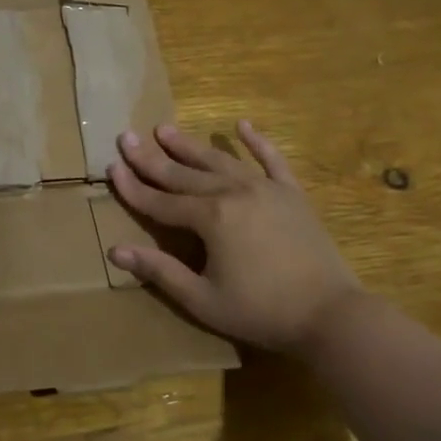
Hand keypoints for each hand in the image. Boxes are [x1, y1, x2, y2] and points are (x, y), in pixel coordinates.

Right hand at [105, 121, 368, 355]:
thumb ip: (159, 271)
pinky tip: (241, 126)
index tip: (110, 166)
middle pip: (184, 174)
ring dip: (190, 146)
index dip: (133, 187)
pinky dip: (255, 142)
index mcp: (210, 218)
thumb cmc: (261, 312)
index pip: (160, 200)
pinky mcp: (291, 194)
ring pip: (219, 161)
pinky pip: (271, 160)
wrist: (330, 314)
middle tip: (127, 137)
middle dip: (152, 158)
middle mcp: (233, 193)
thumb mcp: (202, 299)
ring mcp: (265, 189)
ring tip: (164, 129)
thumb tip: (116, 251)